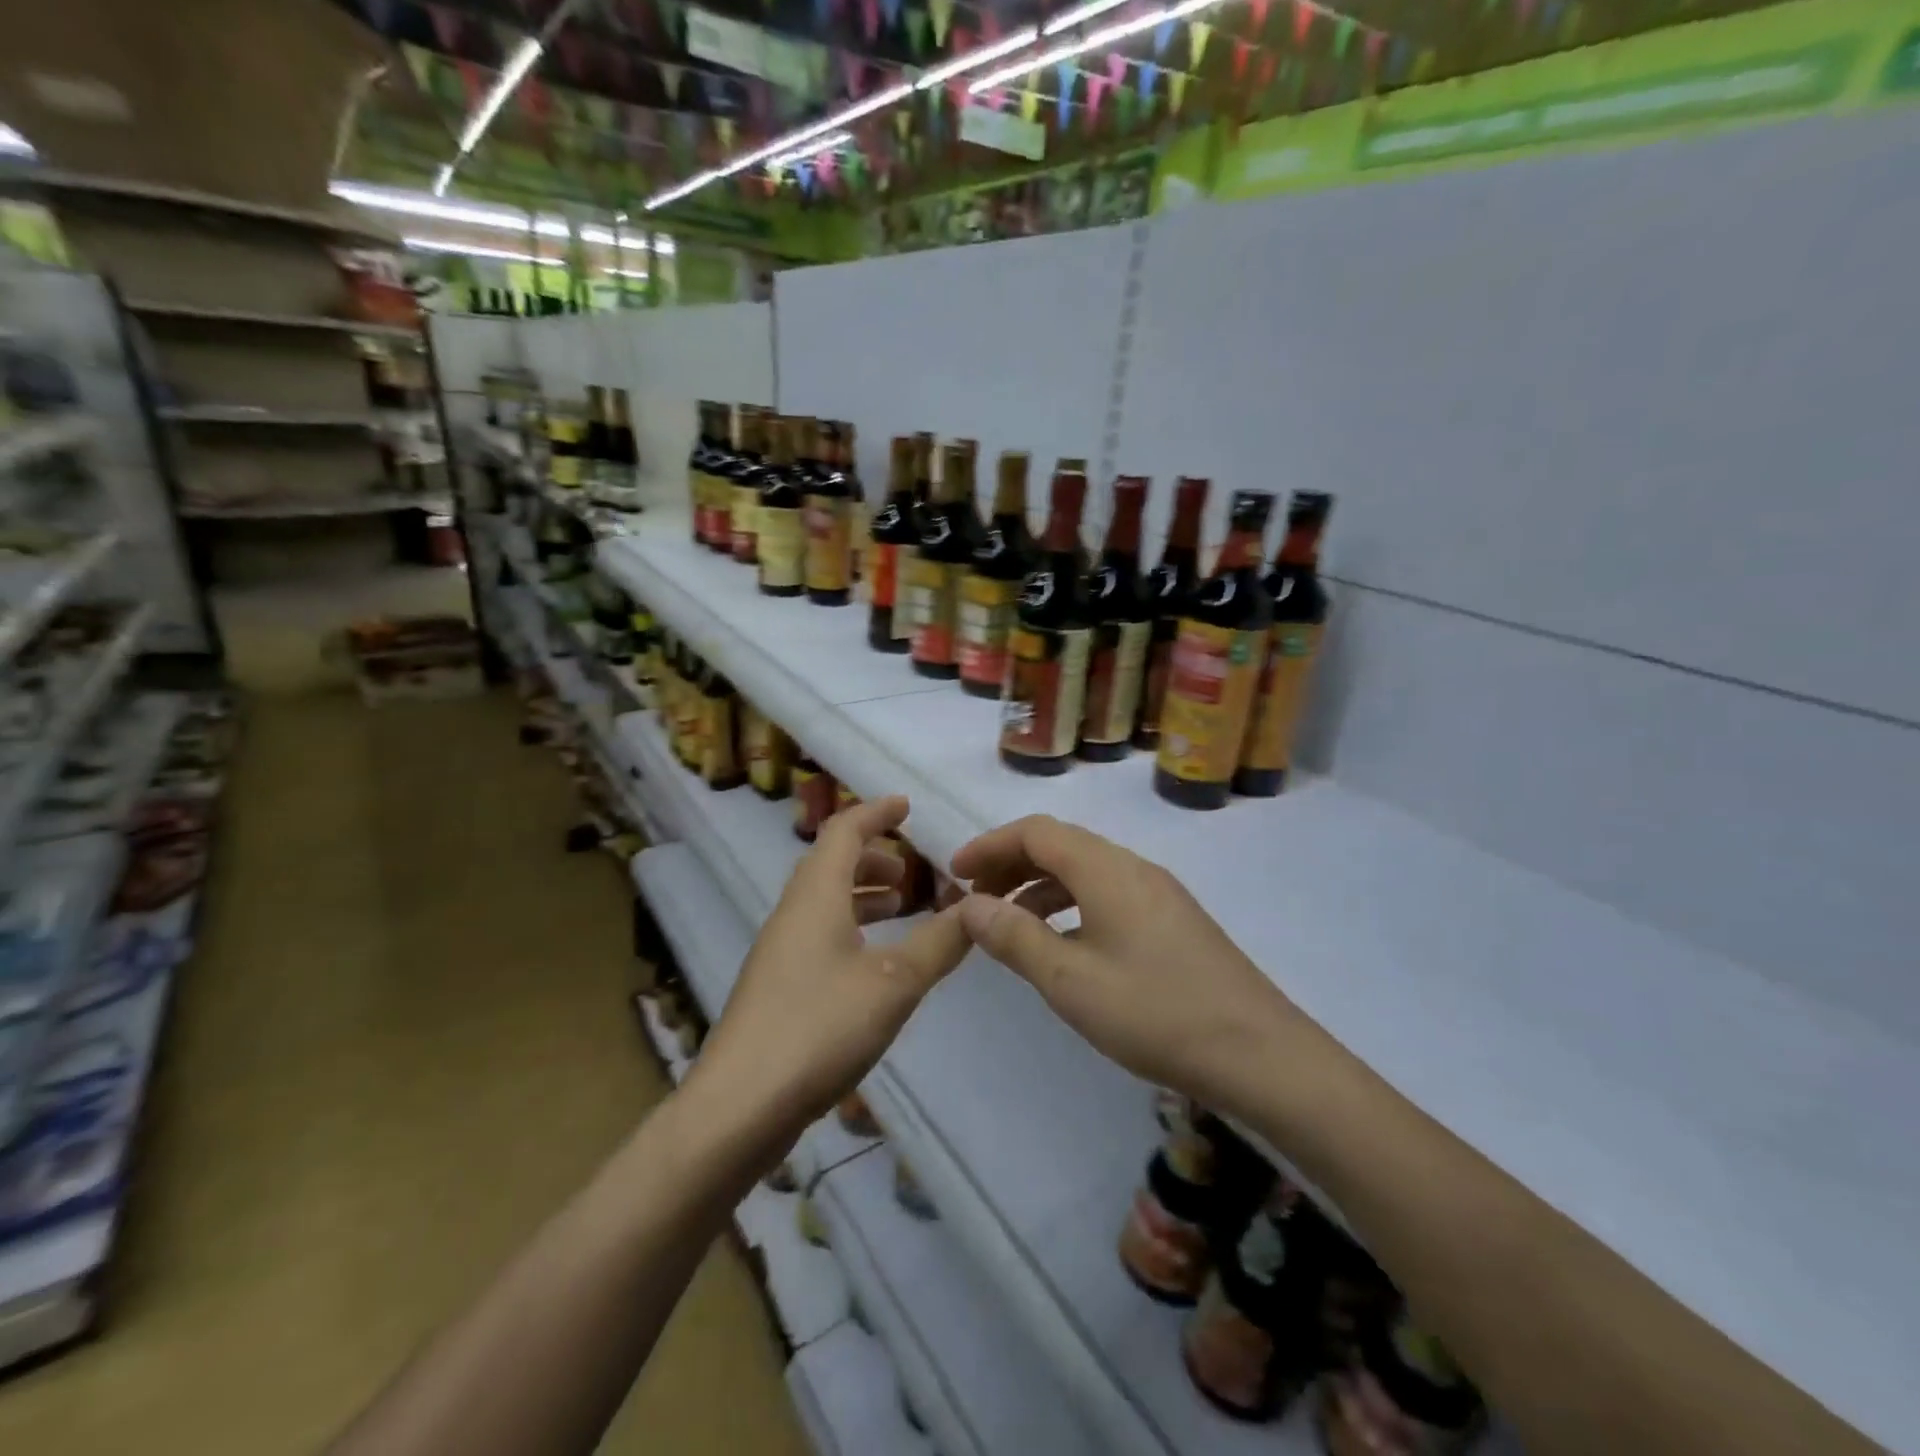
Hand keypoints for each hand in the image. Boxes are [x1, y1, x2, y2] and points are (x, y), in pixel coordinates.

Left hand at [689, 796, 968, 1154]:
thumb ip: (940, 942)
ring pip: (823, 901)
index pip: (844, 831)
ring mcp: (779, 951)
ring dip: (861, 893)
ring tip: (901, 907)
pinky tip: (873, 961)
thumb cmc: (819, 1028)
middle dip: (872, 856)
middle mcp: (792, 913)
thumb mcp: (895, 982)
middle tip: (912, 870)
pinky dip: (850, 926)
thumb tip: (978, 908)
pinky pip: (818, 932)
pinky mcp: (777, 987)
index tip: (906, 806)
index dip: (876, 812)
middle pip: (830, 863)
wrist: (739, 1106)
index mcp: (816, 896)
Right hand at [951, 814, 1297, 1120]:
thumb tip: (969, 904)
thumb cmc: (1155, 1013)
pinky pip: (1107, 893)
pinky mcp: (1172, 919)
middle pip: (1060, 845)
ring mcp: (1158, 892)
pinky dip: (1071, 904)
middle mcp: (1132, 867)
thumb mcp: (1070, 980)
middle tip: (976, 900)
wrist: (1260, 1054)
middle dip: (1011, 864)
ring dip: (1040, 886)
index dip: (990, 845)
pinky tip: (1062, 943)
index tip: (955, 873)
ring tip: (1009, 924)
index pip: (1036, 831)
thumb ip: (1015, 937)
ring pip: (1085, 870)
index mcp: (1106, 869)